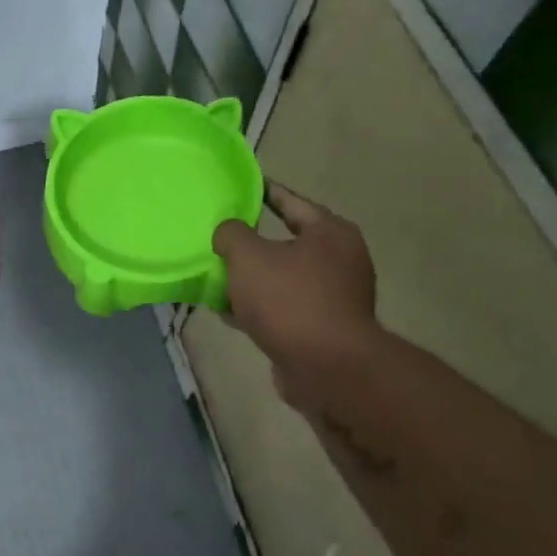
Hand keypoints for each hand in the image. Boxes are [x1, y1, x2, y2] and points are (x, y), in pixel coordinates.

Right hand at [212, 182, 380, 415]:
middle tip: (220, 237)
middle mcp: (340, 260)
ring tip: (217, 277)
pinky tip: (229, 313)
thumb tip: (228, 232)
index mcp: (330, 233)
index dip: (262, 192)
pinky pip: (282, 308)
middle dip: (251, 243)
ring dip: (251, 280)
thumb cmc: (290, 300)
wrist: (326, 367)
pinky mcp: (322, 328)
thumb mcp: (248, 257)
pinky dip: (258, 308)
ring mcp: (334, 297)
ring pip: (281, 279)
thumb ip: (232, 234)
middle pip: (286, 242)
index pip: (291, 201)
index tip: (238, 187)